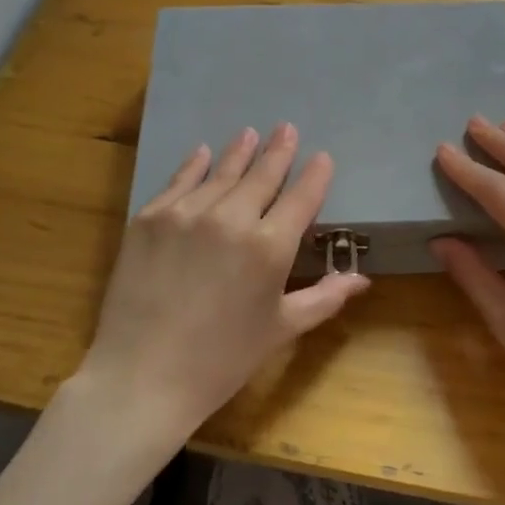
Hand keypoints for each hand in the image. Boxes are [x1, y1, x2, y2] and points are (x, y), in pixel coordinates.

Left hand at [80, 123, 369, 453]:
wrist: (142, 376)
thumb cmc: (222, 360)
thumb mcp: (281, 329)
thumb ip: (324, 298)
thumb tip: (362, 279)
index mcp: (269, 247)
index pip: (301, 198)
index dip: (315, 175)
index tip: (322, 157)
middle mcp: (231, 218)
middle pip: (262, 175)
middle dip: (279, 151)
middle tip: (287, 128)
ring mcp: (186, 213)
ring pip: (221, 173)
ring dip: (240, 152)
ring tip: (251, 133)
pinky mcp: (149, 218)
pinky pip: (179, 181)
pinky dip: (194, 165)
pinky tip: (203, 152)